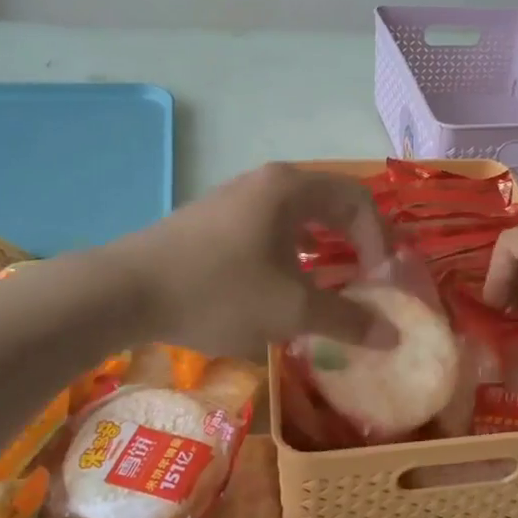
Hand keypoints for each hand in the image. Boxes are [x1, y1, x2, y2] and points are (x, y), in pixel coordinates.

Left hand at [118, 164, 396, 354]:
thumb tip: (393, 336)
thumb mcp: (291, 310)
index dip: (379, 239)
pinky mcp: (213, 217)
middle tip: (366, 276)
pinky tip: (283, 282)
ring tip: (330, 280)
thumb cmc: (218, 291)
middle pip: (330, 201)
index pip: (358, 200)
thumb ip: (347, 320)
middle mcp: (267, 182)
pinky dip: (292, 249)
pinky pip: (270, 225)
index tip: (379, 280)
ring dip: (323, 245)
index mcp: (292, 188)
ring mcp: (236, 196)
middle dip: (355, 239)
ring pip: (298, 214)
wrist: (124, 292)